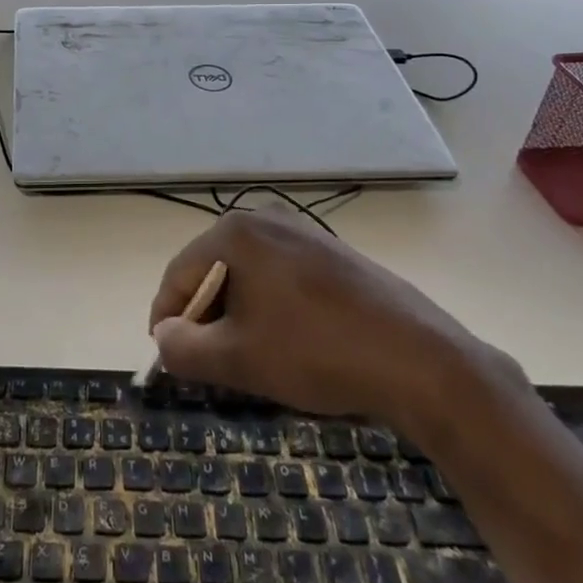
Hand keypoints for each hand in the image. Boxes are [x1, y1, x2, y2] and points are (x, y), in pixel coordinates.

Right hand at [147, 209, 523, 432]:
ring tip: (248, 358)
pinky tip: (289, 344)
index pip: (180, 273)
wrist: (419, 359)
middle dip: (205, 317)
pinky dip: (272, 308)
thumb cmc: (316, 352)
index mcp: (236, 232)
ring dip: (238, 315)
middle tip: (207, 363)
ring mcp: (305, 233)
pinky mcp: (334, 254)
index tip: (164, 356)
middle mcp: (266, 219)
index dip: (166, 316)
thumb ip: (184, 349)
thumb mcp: (238, 359)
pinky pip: (282, 277)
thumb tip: (163, 336)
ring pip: (249, 276)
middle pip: (214, 270)